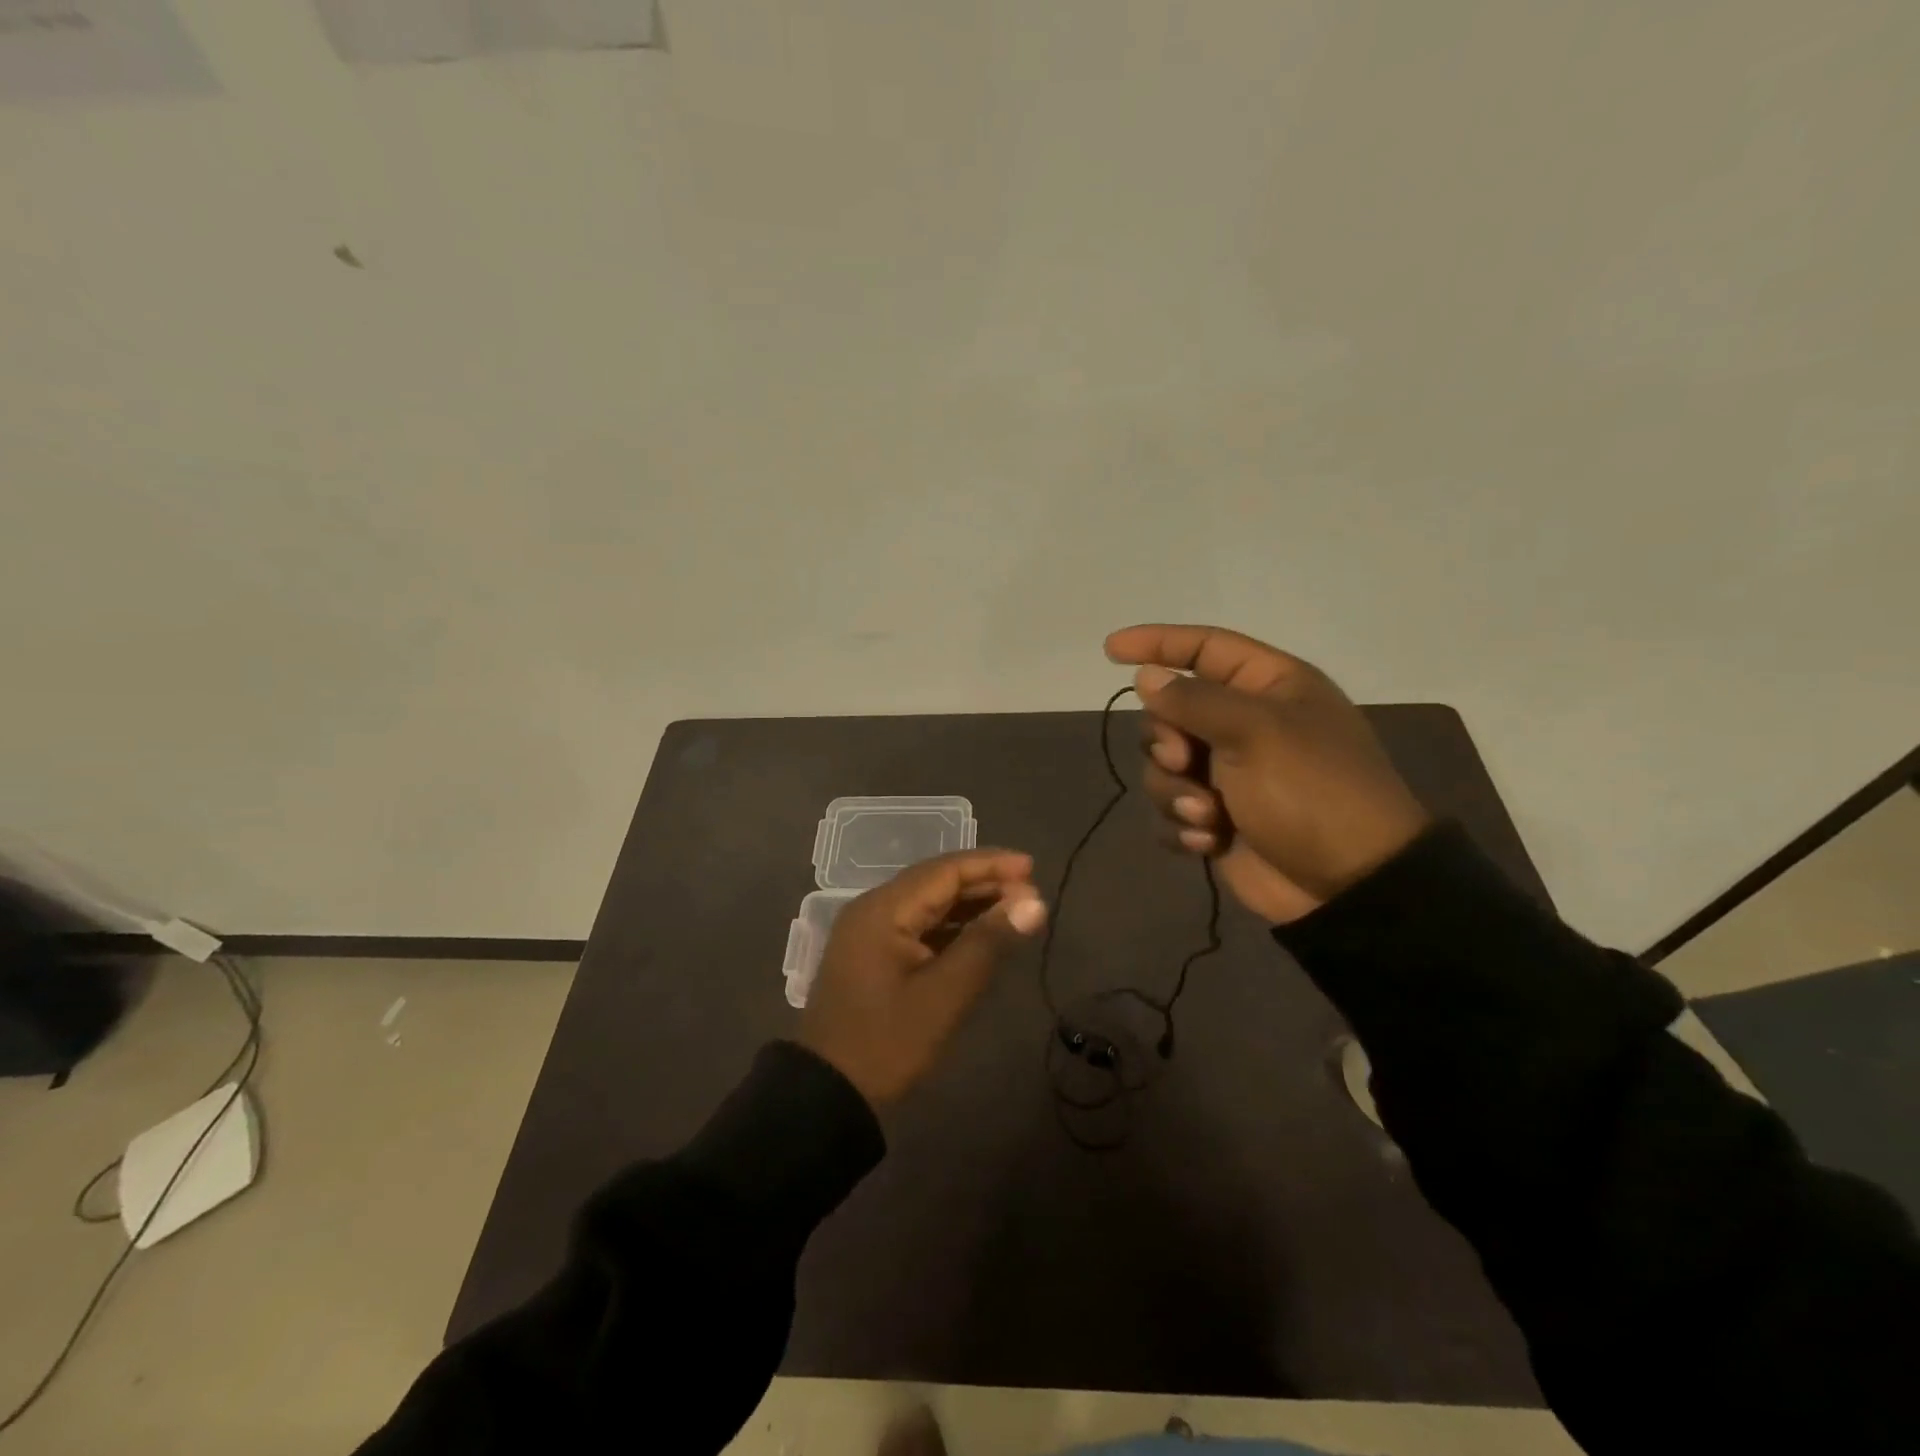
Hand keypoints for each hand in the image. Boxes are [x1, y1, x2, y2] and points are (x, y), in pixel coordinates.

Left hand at [800, 849, 1047, 1107]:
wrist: (828, 1095)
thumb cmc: (888, 1043)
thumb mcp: (945, 994)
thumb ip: (989, 942)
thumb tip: (1035, 902)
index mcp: (883, 909)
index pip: (944, 870)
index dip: (991, 865)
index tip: (1033, 867)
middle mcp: (873, 909)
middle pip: (935, 882)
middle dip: (983, 883)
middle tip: (1030, 893)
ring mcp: (869, 932)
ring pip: (927, 903)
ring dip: (969, 904)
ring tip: (1014, 909)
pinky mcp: (871, 955)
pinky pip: (917, 925)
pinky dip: (951, 925)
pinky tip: (979, 934)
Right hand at [1104, 623, 1431, 923]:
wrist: (1349, 884)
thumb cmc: (1312, 791)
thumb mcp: (1256, 732)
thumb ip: (1193, 700)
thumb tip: (1146, 676)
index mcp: (1268, 687)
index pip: (1204, 647)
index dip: (1157, 643)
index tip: (1111, 650)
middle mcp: (1245, 724)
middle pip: (1170, 712)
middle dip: (1166, 740)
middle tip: (1184, 762)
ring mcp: (1229, 774)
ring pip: (1163, 765)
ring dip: (1176, 792)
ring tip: (1210, 815)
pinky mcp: (1217, 818)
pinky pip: (1171, 809)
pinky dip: (1183, 824)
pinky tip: (1211, 840)